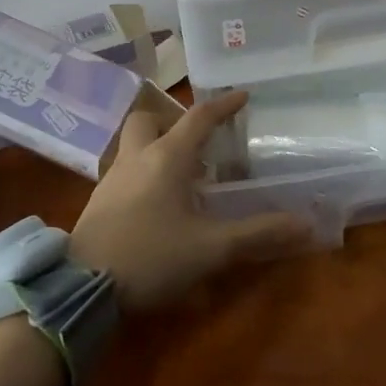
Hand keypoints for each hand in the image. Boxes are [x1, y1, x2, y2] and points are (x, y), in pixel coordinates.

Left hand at [70, 90, 309, 310]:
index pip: (199, 118)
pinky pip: (124, 171)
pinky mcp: (97, 202)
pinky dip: (143, 173)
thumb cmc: (151, 257)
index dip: (223, 105)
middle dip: (172, 121)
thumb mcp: (211, 248)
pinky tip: (156, 202)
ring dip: (156, 147)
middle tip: (196, 142)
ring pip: (133, 145)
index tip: (242, 96)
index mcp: (167, 158)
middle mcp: (137, 158)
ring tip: (182, 175)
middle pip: (149, 119)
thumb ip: (257, 233)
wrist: (81, 289)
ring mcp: (112, 179)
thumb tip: (304, 224)